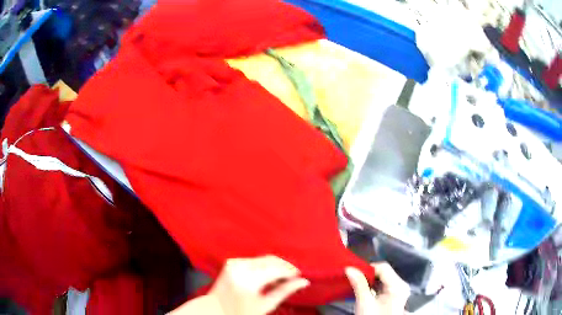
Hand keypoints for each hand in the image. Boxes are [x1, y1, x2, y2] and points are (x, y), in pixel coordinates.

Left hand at [209, 255, 309, 314]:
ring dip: (275, 266)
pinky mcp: (231, 262)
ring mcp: (234, 263)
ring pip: (263, 258)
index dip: (291, 272)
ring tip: (282, 278)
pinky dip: (264, 266)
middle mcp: (240, 267)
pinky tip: (268, 275)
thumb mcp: (265, 305)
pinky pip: (254, 260)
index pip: (277, 269)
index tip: (300, 276)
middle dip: (284, 267)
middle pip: (271, 260)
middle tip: (293, 277)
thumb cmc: (239, 312)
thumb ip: (285, 291)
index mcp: (248, 280)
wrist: (215, 309)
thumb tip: (303, 282)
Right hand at [346, 263, 409, 314]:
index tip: (354, 274)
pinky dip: (374, 287)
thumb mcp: (365, 302)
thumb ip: (359, 284)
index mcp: (398, 285)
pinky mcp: (395, 296)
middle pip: (384, 272)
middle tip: (354, 281)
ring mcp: (399, 291)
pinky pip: (384, 286)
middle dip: (368, 276)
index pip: (383, 267)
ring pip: (383, 279)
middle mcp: (401, 285)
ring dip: (370, 282)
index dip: (368, 269)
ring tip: (358, 287)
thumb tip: (350, 268)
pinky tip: (365, 292)